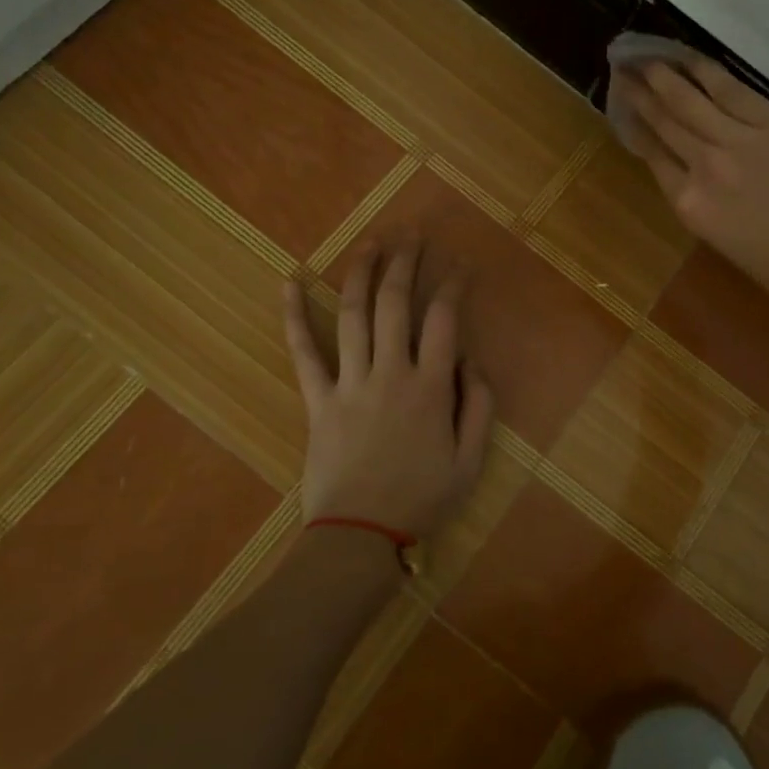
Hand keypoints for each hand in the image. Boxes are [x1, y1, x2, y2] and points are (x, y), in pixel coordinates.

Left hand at [282, 241, 493, 538]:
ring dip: (363, 273)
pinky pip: (303, 351)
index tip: (460, 264)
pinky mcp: (318, 399)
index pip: (443, 320)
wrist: (360, 535)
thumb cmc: (422, 499)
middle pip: (397, 303)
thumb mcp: (471, 460)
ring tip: (372, 242)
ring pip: (354, 315)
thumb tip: (470, 360)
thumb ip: (478, 405)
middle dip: (406, 262)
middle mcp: (390, 373)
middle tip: (412, 233)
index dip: (453, 285)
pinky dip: (293, 315)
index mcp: (430, 387)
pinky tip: (289, 281)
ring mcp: (349, 383)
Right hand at [611, 58, 768, 296]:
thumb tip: (678, 162)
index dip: (634, 124)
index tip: (622, 103)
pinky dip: (705, 71)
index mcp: (688, 202)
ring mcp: (738, 139)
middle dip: (640, 92)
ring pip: (690, 99)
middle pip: (665, 121)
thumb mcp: (716, 236)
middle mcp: (704, 165)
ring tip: (645, 56)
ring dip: (663, 75)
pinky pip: (731, 89)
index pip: (652, 154)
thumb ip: (692, 195)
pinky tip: (688, 58)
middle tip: (623, 67)